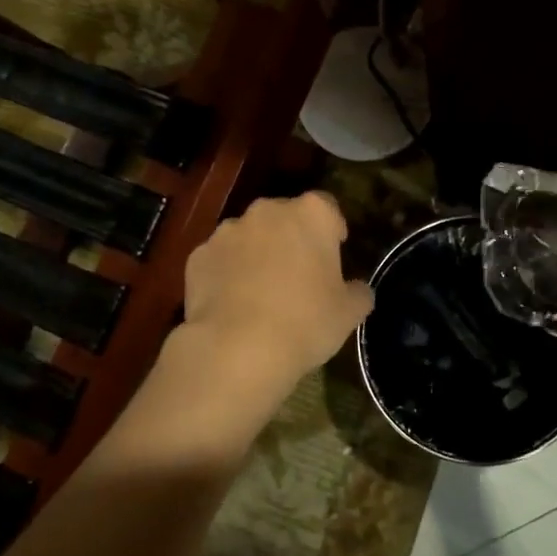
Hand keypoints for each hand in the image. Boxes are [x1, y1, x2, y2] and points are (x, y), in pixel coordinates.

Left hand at [179, 191, 374, 395]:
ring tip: (261, 292)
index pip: (327, 207)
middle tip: (299, 274)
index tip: (334, 252)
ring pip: (249, 236)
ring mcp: (227, 231)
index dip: (332, 228)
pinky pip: (220, 259)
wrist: (236, 349)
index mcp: (310, 214)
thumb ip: (358, 292)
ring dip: (257, 253)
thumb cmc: (305, 322)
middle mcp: (267, 211)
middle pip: (285, 217)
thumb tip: (357, 289)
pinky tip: (232, 304)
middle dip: (292, 238)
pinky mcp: (198, 256)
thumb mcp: (348, 313)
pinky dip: (226, 273)